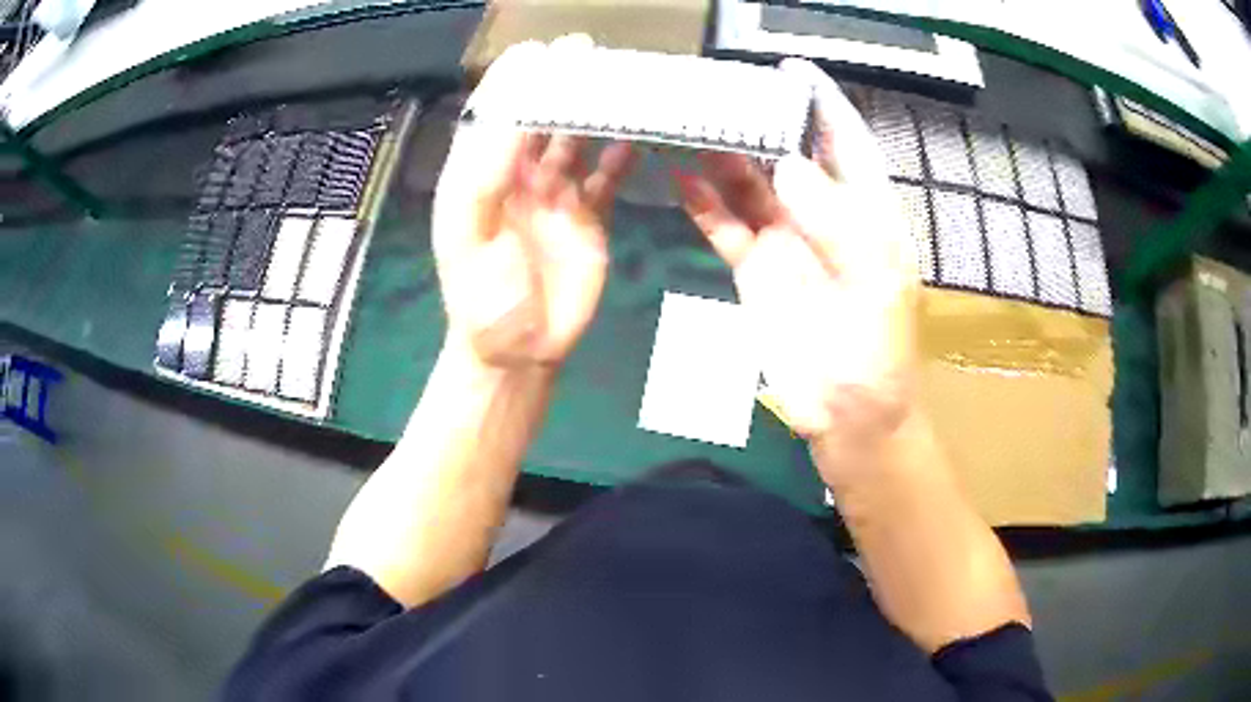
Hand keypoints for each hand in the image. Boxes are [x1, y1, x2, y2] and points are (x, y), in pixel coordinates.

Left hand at [433, 38, 636, 371]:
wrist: (520, 352)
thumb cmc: (484, 298)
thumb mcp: (472, 233)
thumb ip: (491, 172)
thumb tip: (519, 110)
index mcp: (479, 178)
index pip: (493, 116)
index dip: (512, 81)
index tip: (537, 50)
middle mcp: (516, 178)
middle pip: (538, 120)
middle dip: (558, 85)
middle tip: (583, 51)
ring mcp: (555, 197)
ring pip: (576, 142)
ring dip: (592, 113)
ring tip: (615, 82)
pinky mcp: (588, 219)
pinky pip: (606, 177)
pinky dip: (621, 157)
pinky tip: (636, 136)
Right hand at [676, 59, 919, 468]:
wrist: (848, 414)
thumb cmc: (877, 352)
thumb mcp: (872, 283)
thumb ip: (835, 221)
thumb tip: (789, 164)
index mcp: (866, 214)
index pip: (846, 145)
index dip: (822, 105)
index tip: (792, 71)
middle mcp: (825, 217)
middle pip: (788, 156)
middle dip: (761, 123)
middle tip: (722, 92)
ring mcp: (785, 241)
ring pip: (750, 185)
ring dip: (723, 156)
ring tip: (691, 123)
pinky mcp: (754, 269)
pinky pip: (724, 225)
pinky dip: (702, 202)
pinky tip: (679, 175)